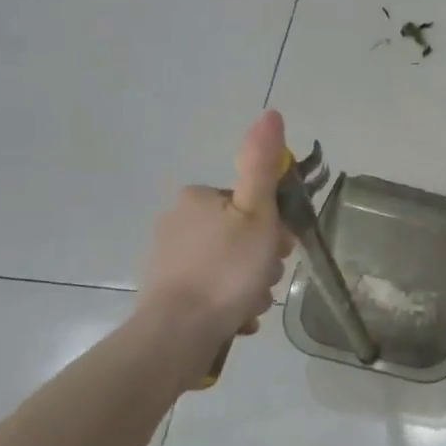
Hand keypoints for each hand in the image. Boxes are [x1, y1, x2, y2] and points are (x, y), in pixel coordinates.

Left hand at [136, 112, 294, 352]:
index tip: (280, 249)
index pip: (251, 204)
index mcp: (198, 198)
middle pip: (240, 235)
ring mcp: (168, 259)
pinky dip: (228, 302)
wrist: (177, 332)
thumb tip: (271, 113)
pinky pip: (211, 289)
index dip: (274, 227)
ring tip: (250, 305)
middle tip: (264, 279)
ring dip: (248, 284)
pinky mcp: (165, 291)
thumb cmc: (226, 269)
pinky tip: (236, 317)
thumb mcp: (257, 213)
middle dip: (260, 260)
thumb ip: (262, 166)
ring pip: (228, 265)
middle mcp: (176, 221)